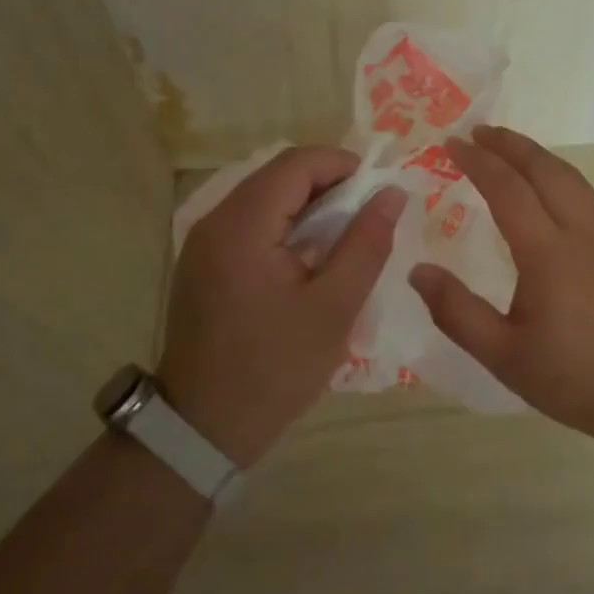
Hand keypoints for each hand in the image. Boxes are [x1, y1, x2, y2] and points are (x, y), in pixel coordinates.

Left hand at [160, 147, 402, 467]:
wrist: (201, 430)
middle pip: (277, 174)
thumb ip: (366, 243)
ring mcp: (202, 240)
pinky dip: (283, 223)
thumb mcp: (334, 308)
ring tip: (342, 236)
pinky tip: (306, 256)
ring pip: (263, 195)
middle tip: (365, 215)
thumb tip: (392, 193)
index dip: (342, 164)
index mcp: (242, 226)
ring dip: (306, 203)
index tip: (377, 190)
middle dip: (327, 183)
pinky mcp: (201, 261)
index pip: (296, 163)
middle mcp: (214, 220)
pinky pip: (248, 220)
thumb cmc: (274, 370)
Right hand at [409, 125, 593, 448]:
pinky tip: (547, 184)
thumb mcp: (505, 356)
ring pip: (569, 175)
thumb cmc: (576, 378)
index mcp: (549, 253)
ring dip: (534, 154)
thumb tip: (417, 270)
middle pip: (543, 168)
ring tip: (506, 147)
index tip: (451, 144)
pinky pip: (584, 190)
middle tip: (476, 131)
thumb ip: (457, 312)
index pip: (507, 188)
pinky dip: (556, 172)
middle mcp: (581, 230)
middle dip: (508, 144)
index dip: (477, 162)